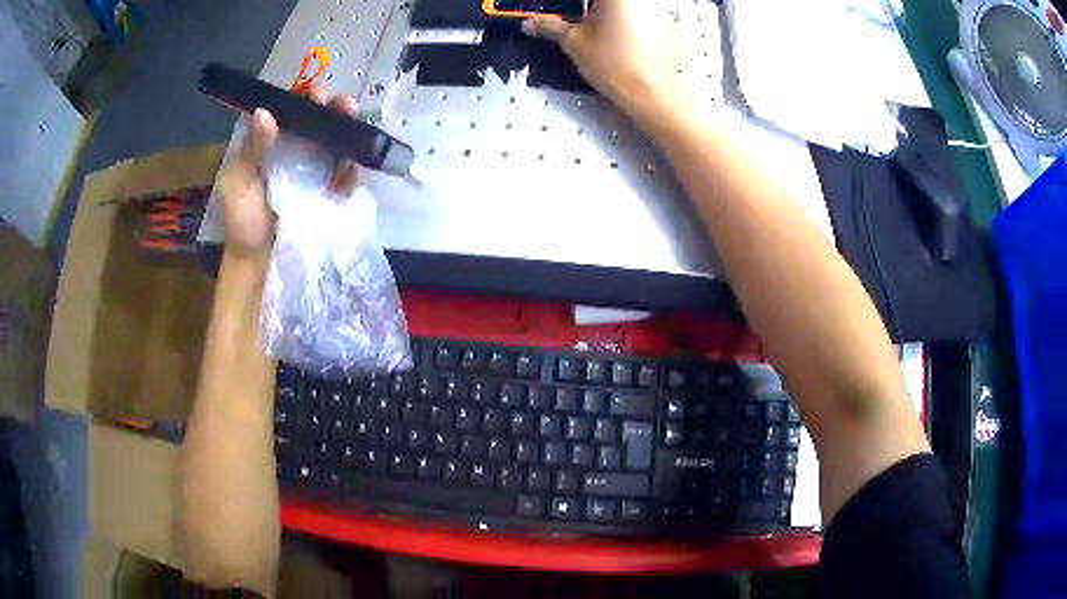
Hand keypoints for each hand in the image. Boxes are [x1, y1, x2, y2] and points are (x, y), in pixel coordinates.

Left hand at [215, 85, 360, 260]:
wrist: (260, 264)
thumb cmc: (242, 221)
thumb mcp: (236, 183)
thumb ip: (251, 149)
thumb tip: (265, 112)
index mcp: (270, 143)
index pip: (289, 111)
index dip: (303, 97)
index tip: (313, 93)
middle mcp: (295, 151)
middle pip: (318, 120)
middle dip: (331, 107)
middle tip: (339, 103)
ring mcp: (316, 170)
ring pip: (335, 139)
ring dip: (346, 125)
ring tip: (351, 115)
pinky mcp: (332, 191)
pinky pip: (347, 171)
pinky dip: (353, 160)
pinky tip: (356, 152)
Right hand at [522, 0, 691, 128]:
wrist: (655, 94)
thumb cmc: (612, 63)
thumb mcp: (574, 43)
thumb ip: (550, 27)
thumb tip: (528, 24)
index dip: (573, 4)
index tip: (563, 10)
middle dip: (590, 5)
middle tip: (576, 16)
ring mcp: (658, 7)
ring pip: (627, 4)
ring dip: (608, 10)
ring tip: (595, 24)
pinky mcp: (668, 22)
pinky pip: (643, 11)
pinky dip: (627, 17)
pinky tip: (619, 33)